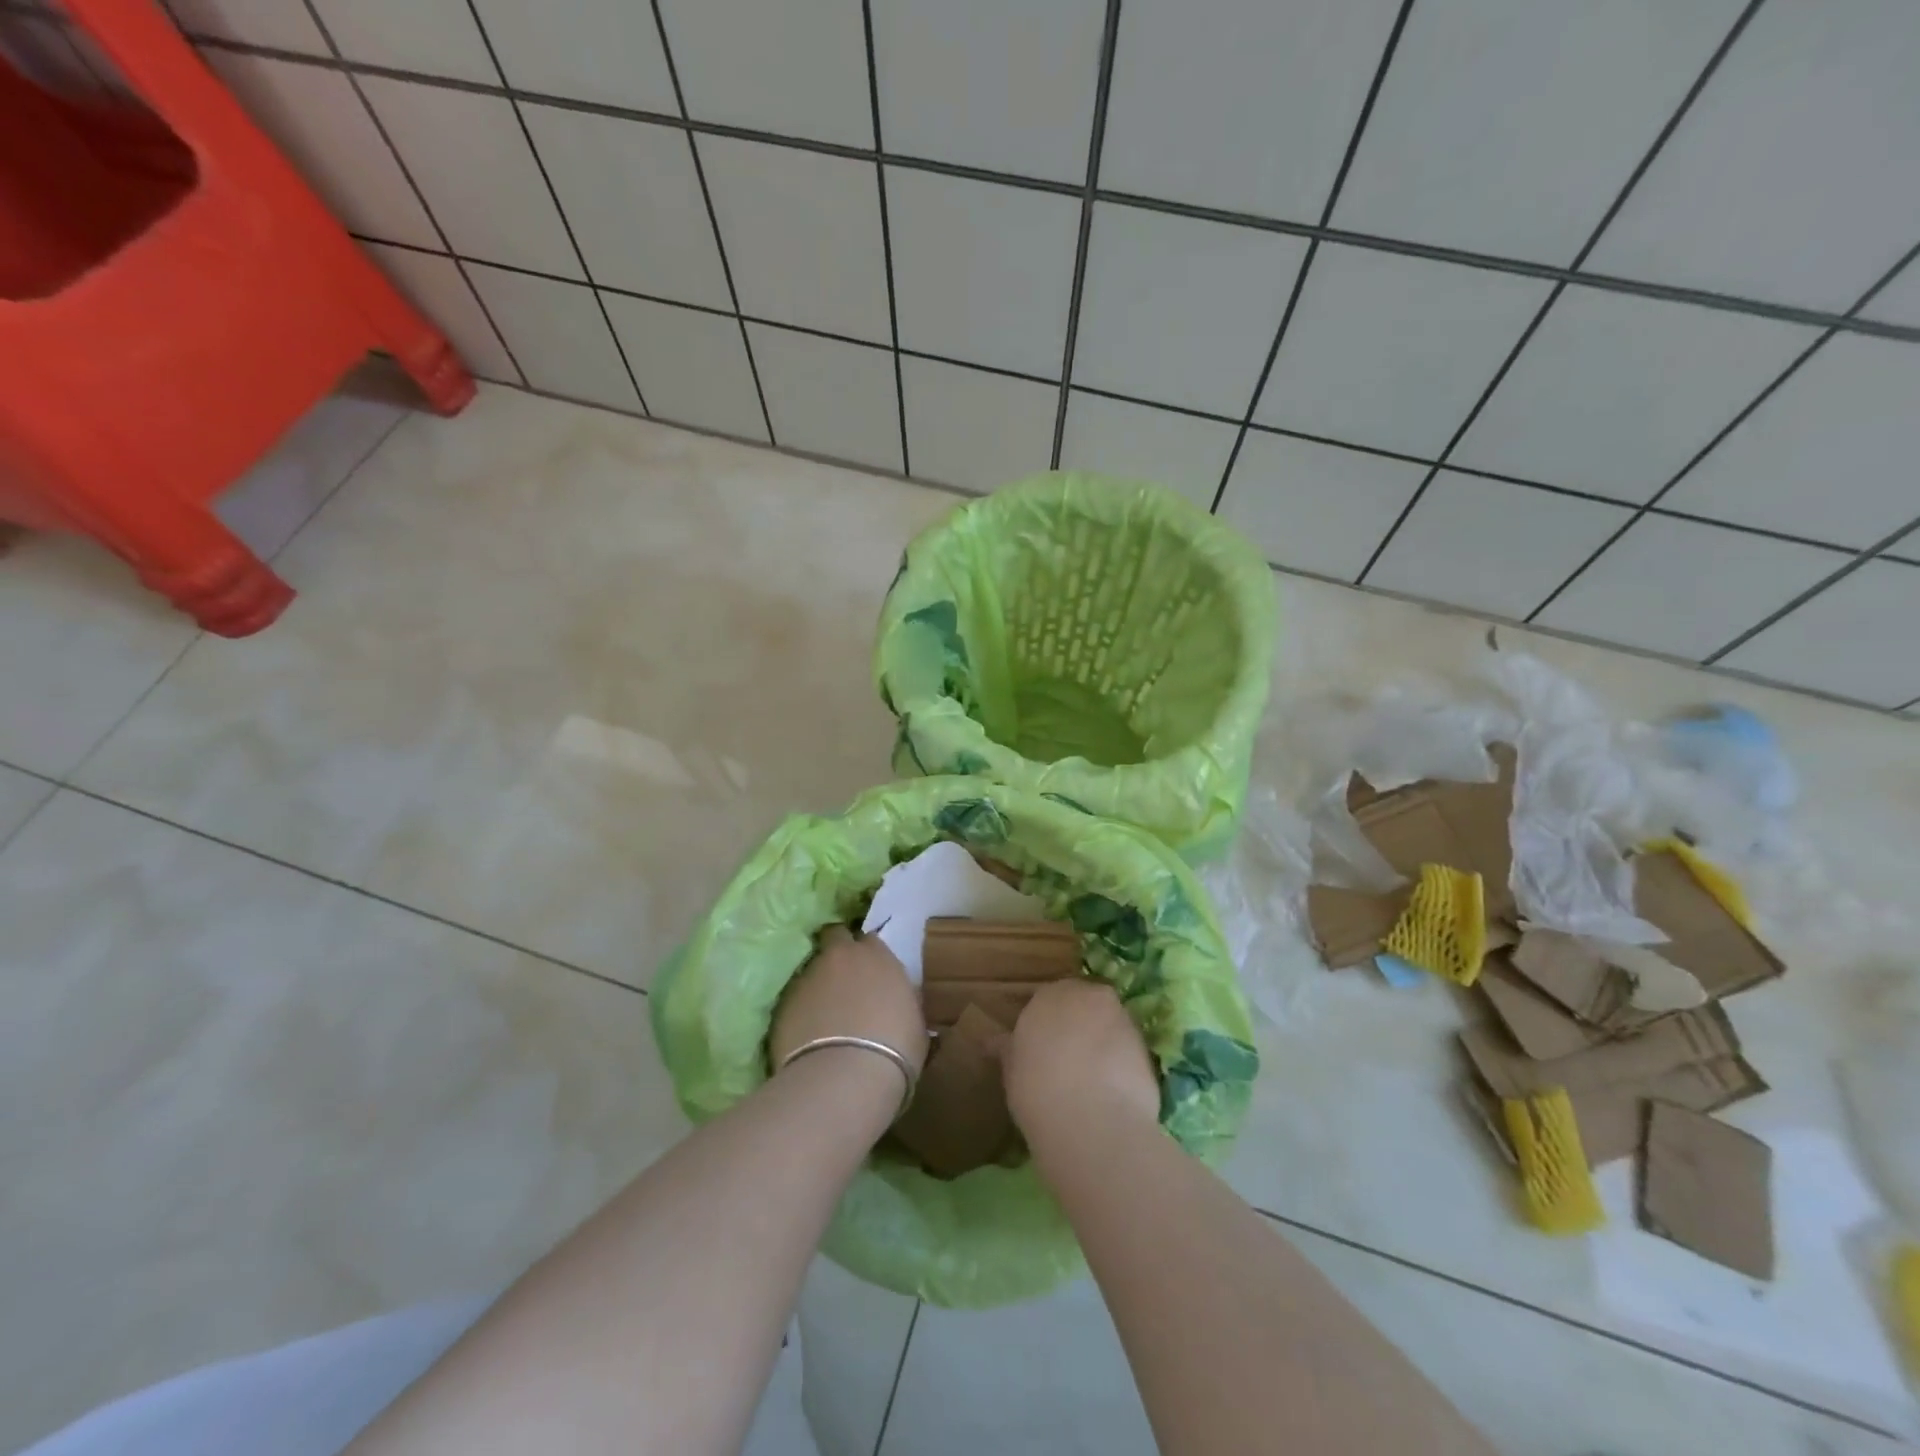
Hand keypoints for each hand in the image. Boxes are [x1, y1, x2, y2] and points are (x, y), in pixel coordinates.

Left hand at [770, 926, 927, 1077]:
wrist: (845, 1077)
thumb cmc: (895, 1050)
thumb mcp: (915, 1022)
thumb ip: (902, 1000)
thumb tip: (896, 1001)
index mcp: (877, 957)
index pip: (870, 940)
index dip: (868, 955)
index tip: (870, 973)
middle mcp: (840, 957)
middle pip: (835, 937)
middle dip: (838, 950)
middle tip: (844, 977)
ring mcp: (808, 977)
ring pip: (812, 969)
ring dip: (819, 983)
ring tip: (824, 1014)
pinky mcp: (784, 1003)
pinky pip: (795, 999)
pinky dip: (801, 1010)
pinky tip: (808, 1034)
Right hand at [1003, 979, 1159, 1139]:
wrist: (1093, 1122)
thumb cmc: (1038, 1091)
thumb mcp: (1012, 1071)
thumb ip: (1009, 1049)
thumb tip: (993, 1041)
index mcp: (1049, 994)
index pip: (1048, 999)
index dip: (1046, 1024)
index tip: (1041, 1049)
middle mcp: (1087, 995)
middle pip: (1083, 1005)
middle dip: (1077, 1024)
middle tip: (1067, 1059)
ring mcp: (1121, 1018)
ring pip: (1109, 1024)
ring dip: (1102, 1041)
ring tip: (1092, 1079)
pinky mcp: (1146, 1046)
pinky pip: (1127, 1049)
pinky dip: (1121, 1062)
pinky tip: (1112, 1091)